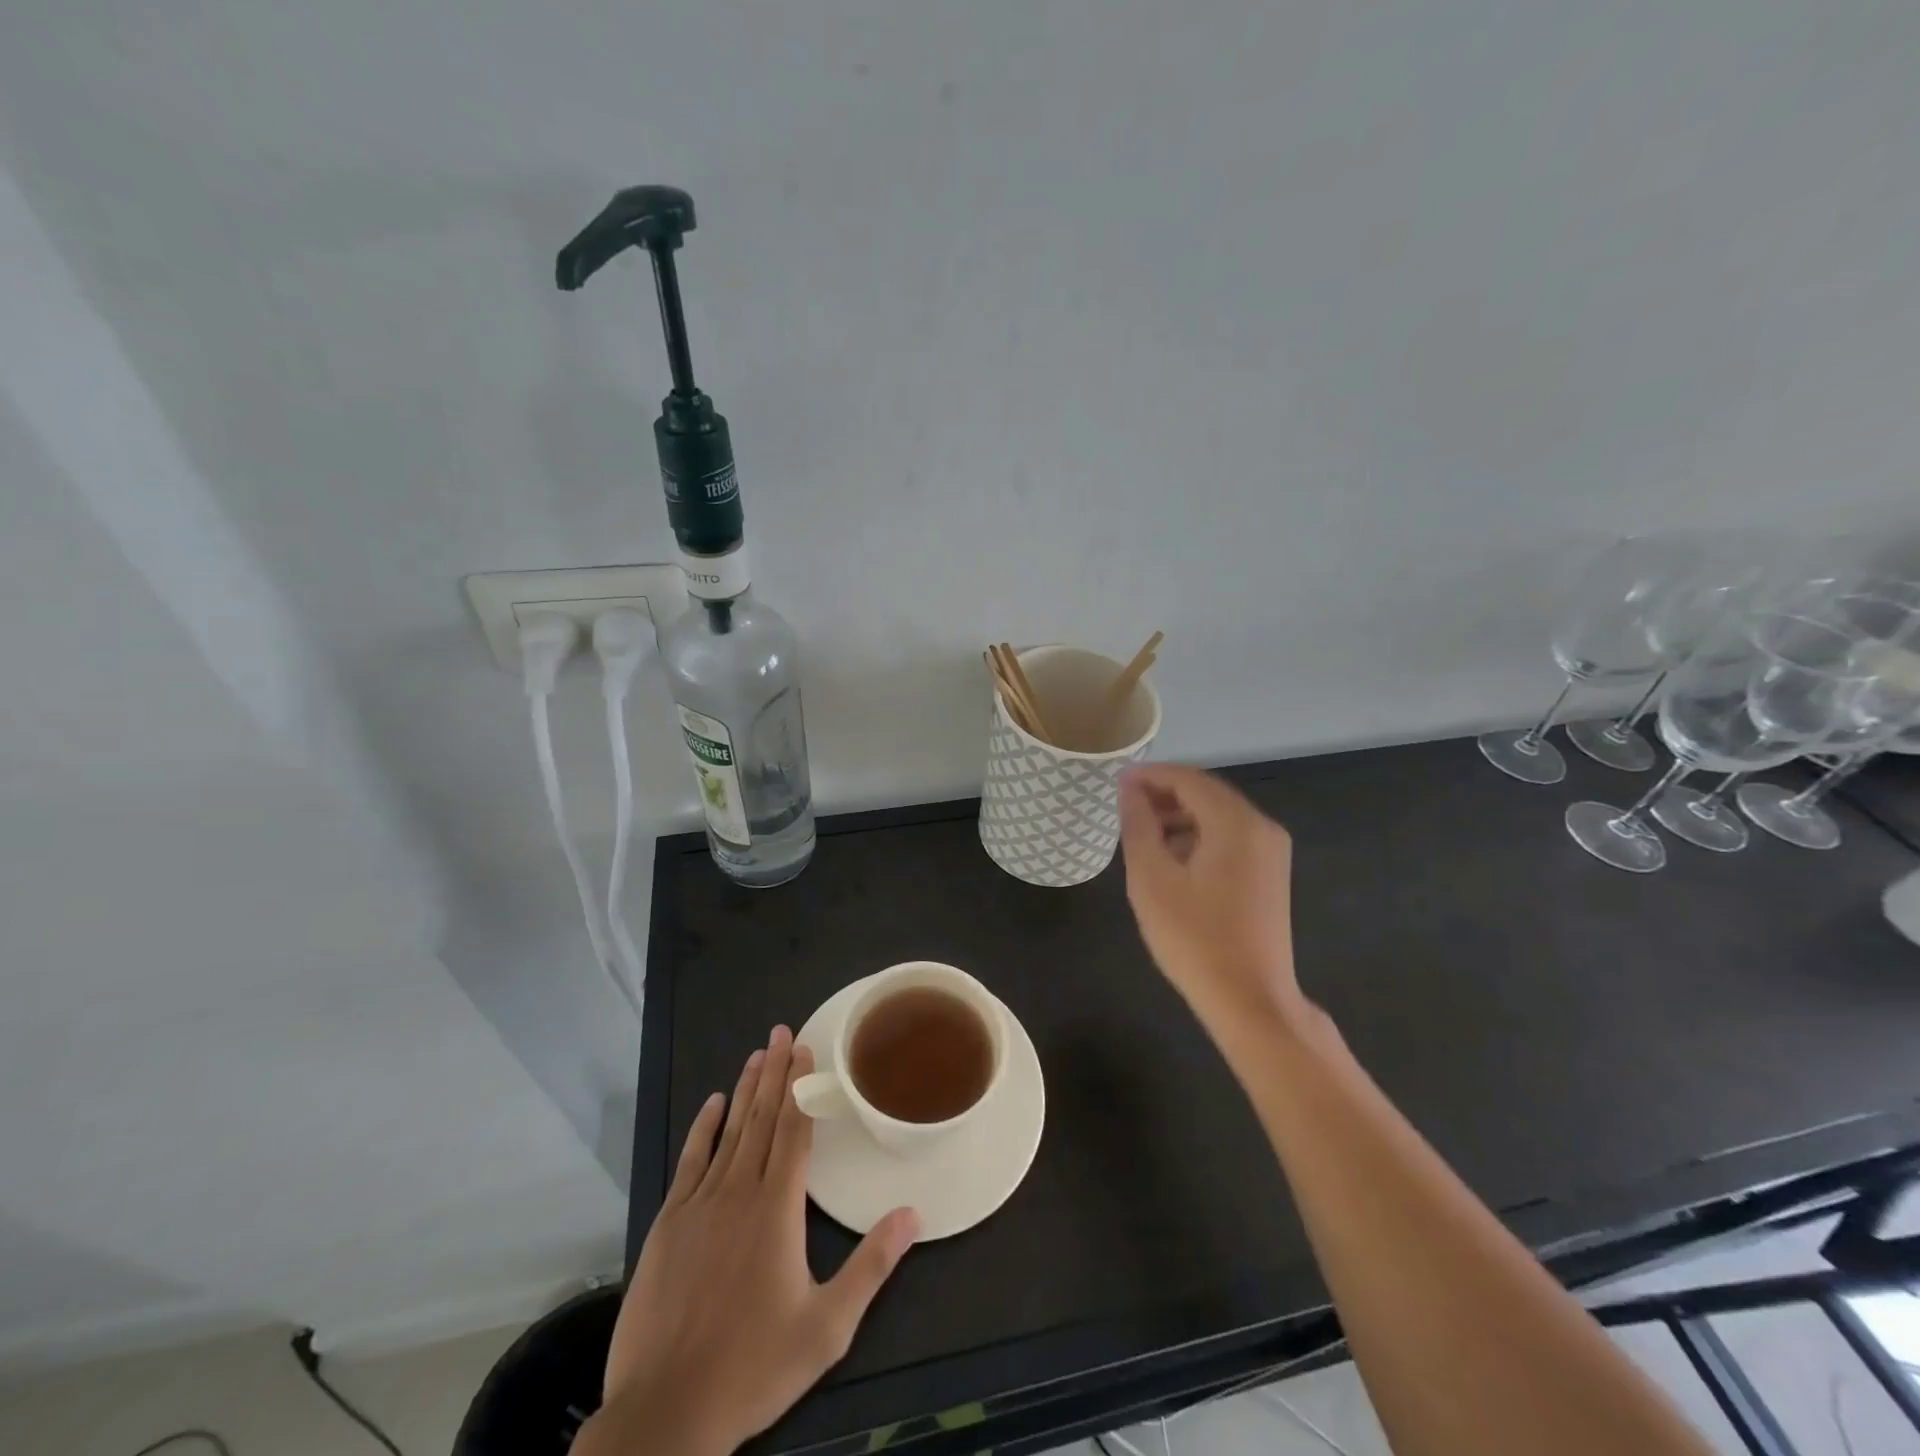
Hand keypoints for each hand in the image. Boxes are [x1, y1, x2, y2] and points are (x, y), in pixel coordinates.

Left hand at [583, 1027, 919, 1455]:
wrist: (666, 1412)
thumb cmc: (753, 1367)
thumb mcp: (827, 1326)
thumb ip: (872, 1266)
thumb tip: (913, 1214)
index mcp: (778, 1209)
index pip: (794, 1131)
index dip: (802, 1087)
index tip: (806, 1049)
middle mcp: (739, 1192)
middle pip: (762, 1119)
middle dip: (775, 1072)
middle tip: (783, 1031)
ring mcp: (699, 1205)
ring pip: (729, 1132)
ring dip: (746, 1090)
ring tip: (757, 1054)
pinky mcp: (668, 1224)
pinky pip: (690, 1161)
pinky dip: (703, 1128)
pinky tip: (712, 1103)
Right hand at [1118, 764, 1309, 1034]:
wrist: (1249, 1000)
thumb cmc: (1194, 938)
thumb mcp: (1152, 878)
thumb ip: (1138, 825)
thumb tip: (1130, 789)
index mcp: (1236, 823)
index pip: (1188, 779)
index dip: (1150, 775)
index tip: (1116, 783)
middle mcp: (1261, 827)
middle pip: (1206, 792)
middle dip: (1164, 794)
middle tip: (1125, 807)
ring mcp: (1271, 851)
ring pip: (1218, 815)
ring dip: (1180, 815)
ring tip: (1142, 832)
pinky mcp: (1270, 874)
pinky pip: (1230, 837)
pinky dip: (1199, 835)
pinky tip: (1172, 857)